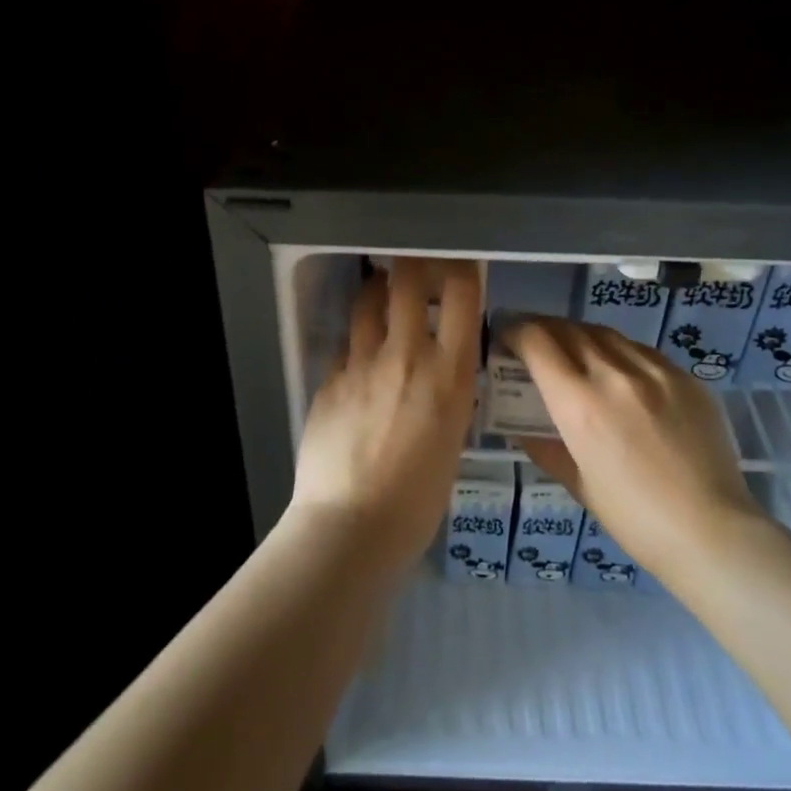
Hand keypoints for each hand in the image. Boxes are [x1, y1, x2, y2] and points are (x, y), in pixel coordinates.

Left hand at [288, 258, 481, 570]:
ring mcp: (362, 364)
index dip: (461, 268)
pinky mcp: (329, 379)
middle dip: (410, 264)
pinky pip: (345, 348)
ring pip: (367, 302)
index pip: (461, 294)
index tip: (459, 265)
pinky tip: (356, 364)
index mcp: (449, 374)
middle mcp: (407, 355)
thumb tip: (442, 376)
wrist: (352, 526)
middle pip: (406, 280)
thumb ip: (449, 397)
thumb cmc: (418, 500)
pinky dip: (355, 346)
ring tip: (380, 294)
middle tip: (412, 267)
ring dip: (376, 291)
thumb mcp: (453, 440)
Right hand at [504, 317, 758, 578]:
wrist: (711, 530)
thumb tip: (525, 428)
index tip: (506, 337)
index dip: (515, 332)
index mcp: (580, 404)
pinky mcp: (685, 376)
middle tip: (532, 340)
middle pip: (568, 329)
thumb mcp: (579, 484)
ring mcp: (655, 371)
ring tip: (572, 349)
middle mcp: (614, 374)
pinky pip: (641, 350)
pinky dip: (618, 351)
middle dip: (543, 329)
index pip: (537, 343)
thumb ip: (547, 447)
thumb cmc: (635, 519)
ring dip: (580, 335)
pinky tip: (619, 370)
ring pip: (606, 333)